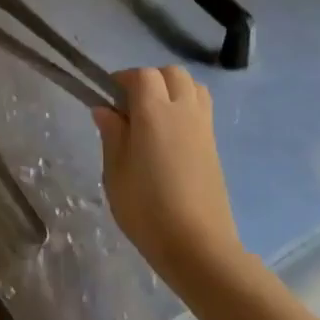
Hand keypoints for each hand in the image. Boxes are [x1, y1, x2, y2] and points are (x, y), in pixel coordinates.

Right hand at [92, 67, 245, 290]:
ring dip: (172, 90)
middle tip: (129, 105)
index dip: (123, 79)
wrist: (197, 246)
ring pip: (192, 87)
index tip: (107, 97)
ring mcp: (204, 128)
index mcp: (154, 113)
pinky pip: (201, 109)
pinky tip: (167, 137)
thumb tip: (105, 109)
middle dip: (149, 79)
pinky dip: (184, 108)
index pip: (142, 75)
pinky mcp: (214, 146)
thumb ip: (112, 135)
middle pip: (172, 73)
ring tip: (151, 116)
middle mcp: (183, 112)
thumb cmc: (146, 209)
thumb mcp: (115, 172)